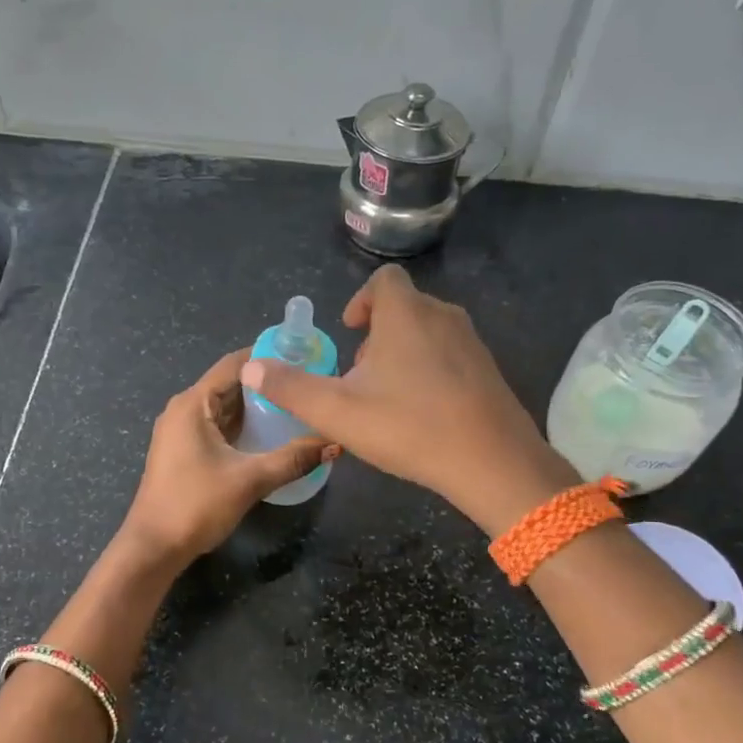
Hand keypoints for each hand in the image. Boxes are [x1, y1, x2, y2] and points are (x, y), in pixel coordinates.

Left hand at [119, 347, 335, 565]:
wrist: (153, 547)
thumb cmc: (195, 506)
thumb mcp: (250, 480)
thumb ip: (293, 459)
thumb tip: (335, 443)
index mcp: (193, 403)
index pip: (235, 363)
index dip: (269, 357)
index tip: (304, 358)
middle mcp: (184, 409)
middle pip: (231, 384)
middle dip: (267, 384)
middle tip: (308, 385)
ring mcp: (181, 430)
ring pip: (225, 408)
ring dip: (257, 407)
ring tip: (297, 407)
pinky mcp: (184, 450)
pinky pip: (218, 426)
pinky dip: (243, 426)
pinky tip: (271, 435)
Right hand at [240, 265, 572, 533]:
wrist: (492, 462)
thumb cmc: (408, 427)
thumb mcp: (336, 412)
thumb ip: (290, 388)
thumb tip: (250, 368)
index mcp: (405, 314)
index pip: (384, 280)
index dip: (361, 299)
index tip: (349, 332)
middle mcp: (443, 316)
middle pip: (405, 306)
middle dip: (377, 332)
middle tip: (359, 373)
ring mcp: (472, 343)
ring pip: (428, 331)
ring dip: (403, 352)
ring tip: (386, 395)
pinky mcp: (489, 370)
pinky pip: (450, 355)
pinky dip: (429, 369)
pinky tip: (422, 412)